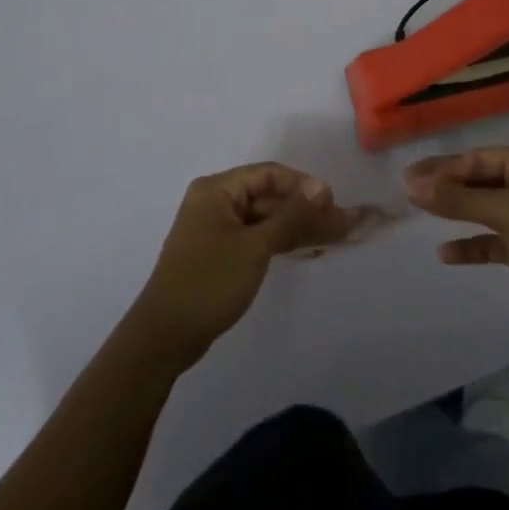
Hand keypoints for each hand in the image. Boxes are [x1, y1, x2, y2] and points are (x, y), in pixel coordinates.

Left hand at [130, 162, 359, 369]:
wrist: (166, 336)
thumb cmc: (209, 282)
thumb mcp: (255, 246)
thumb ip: (291, 216)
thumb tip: (322, 189)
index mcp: (217, 189)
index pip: (269, 174)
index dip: (303, 185)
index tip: (332, 203)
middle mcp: (216, 202)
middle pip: (269, 196)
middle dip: (305, 209)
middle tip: (342, 223)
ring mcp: (218, 229)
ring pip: (266, 219)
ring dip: (298, 227)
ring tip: (337, 236)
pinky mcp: (222, 254)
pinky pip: (258, 238)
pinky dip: (282, 242)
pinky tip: (310, 248)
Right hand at [405, 147, 508, 330]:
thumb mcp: (505, 212)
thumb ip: (458, 199)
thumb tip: (414, 185)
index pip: (479, 158)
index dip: (444, 167)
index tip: (410, 178)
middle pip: (479, 180)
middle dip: (446, 185)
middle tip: (407, 189)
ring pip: (484, 209)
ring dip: (455, 212)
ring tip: (419, 210)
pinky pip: (492, 240)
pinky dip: (472, 245)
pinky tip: (446, 253)